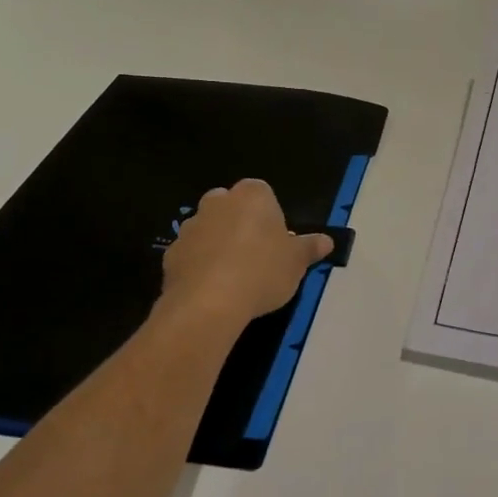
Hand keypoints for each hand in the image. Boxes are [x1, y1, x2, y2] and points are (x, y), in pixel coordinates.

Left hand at [161, 179, 332, 327]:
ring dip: (218, 243)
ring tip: (233, 275)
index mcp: (252, 196)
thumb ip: (310, 248)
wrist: (209, 303)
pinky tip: (212, 288)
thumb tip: (326, 241)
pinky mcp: (171, 253)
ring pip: (208, 229)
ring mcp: (191, 227)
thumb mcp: (297, 262)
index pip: (262, 193)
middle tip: (256, 255)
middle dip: (240, 223)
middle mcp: (218, 203)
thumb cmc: (262, 272)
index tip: (276, 241)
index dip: (270, 216)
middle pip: (231, 206)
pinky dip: (199, 265)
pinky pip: (191, 254)